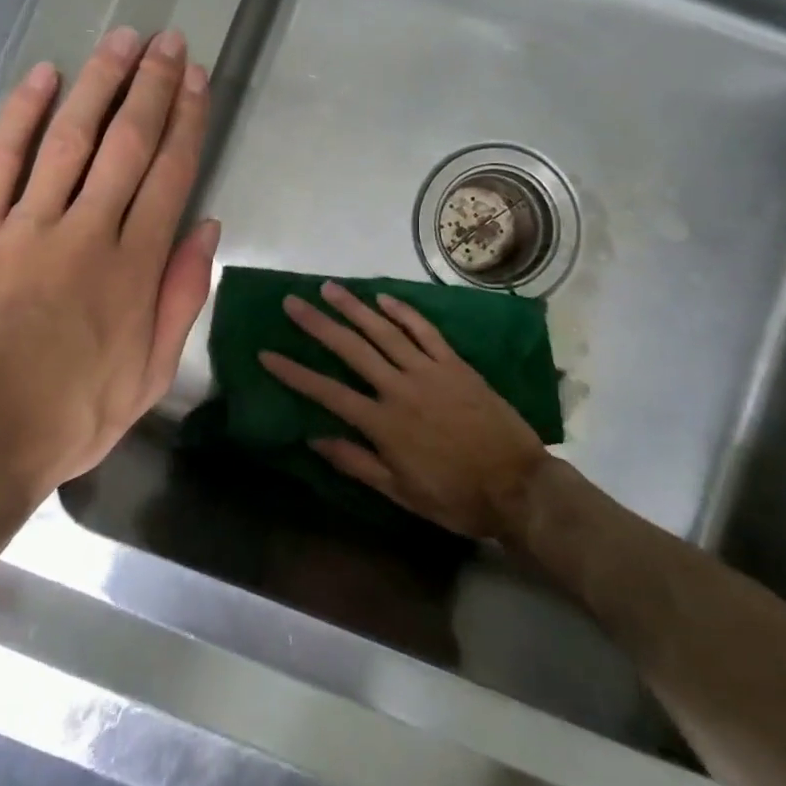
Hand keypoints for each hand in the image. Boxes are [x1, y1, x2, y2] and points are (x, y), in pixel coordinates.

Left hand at [0, 27, 218, 546]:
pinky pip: (0, 161)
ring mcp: (26, 227)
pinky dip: (21, 116)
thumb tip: (206, 229)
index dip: (188, 121)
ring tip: (122, 41)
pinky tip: (41, 77)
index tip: (198, 80)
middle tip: (169, 42)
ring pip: (70, 139)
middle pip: (127, 144)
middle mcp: (88, 233)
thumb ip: (180, 299)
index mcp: (134, 270)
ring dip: (99, 84)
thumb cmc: (66, 421)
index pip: (170, 176)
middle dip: (152, 87)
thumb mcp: (148, 378)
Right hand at [260, 282, 548, 540]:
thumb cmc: (456, 497)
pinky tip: (382, 298)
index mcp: (383, 423)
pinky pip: (425, 331)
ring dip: (353, 308)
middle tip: (292, 302)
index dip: (294, 372)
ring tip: (328, 288)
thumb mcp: (401, 492)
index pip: (327, 392)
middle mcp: (400, 388)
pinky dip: (403, 312)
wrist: (518, 486)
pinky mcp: (455, 364)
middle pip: (351, 350)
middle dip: (317, 325)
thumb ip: (357, 463)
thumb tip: (314, 439)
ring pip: (384, 332)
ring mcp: (429, 371)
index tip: (267, 354)